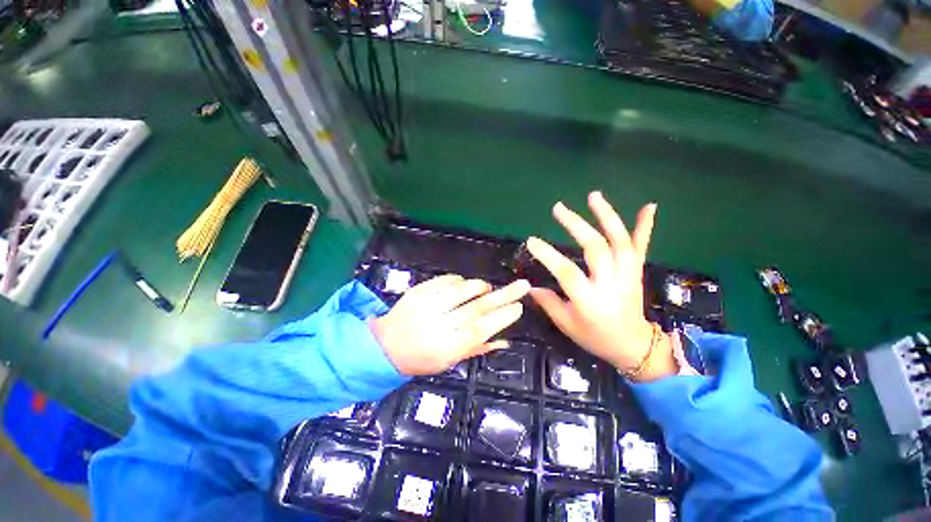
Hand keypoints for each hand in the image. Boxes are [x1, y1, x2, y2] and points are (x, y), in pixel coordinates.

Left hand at [370, 275, 530, 375]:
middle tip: (522, 285)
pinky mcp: (418, 291)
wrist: (385, 345)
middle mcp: (437, 324)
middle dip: (503, 295)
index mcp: (446, 348)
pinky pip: (445, 280)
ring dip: (480, 286)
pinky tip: (463, 285)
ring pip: (462, 289)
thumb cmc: (420, 359)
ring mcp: (426, 305)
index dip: (501, 318)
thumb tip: (505, 340)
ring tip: (488, 288)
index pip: (480, 330)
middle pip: (476, 307)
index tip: (518, 308)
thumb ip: (477, 349)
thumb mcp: (449, 362)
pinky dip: (459, 280)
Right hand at [527, 191, 676, 380]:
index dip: (548, 255)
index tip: (531, 240)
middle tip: (558, 209)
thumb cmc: (595, 337)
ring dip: (607, 216)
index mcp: (589, 300)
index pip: (566, 272)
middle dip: (576, 225)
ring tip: (593, 196)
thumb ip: (548, 302)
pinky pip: (641, 246)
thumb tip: (530, 286)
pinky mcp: (636, 271)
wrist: (633, 345)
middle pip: (595, 248)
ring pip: (619, 241)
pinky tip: (648, 206)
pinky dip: (645, 226)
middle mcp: (610, 283)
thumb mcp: (566, 324)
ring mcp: (627, 275)